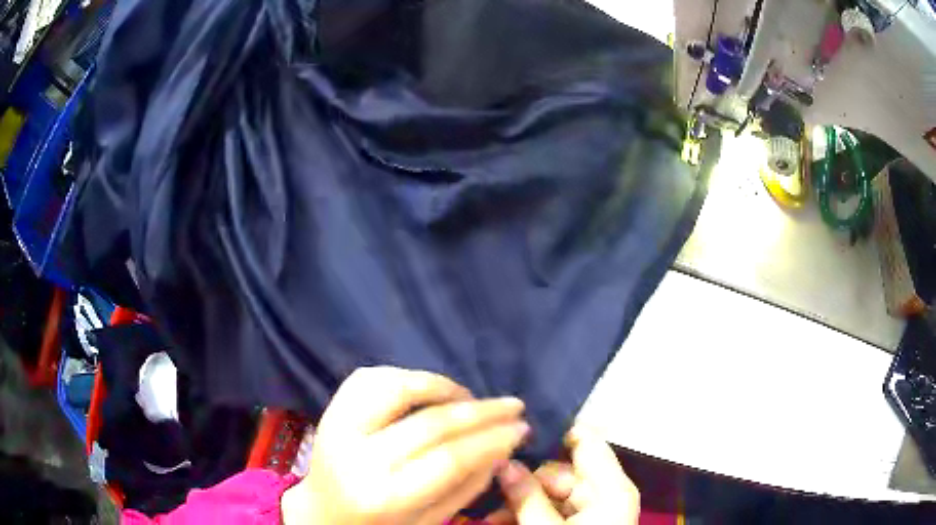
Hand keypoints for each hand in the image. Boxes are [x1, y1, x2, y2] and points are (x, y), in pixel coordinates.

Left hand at [281, 366, 528, 524]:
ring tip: (469, 398)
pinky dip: (404, 376)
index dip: (492, 439)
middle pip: (430, 423)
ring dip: (442, 386)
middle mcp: (356, 458)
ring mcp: (337, 427)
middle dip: (482, 411)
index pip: (450, 459)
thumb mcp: (428, 521)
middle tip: (513, 406)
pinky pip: (369, 377)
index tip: (522, 428)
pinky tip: (426, 389)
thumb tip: (504, 445)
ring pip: (397, 388)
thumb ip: (467, 486)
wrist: (323, 513)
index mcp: (383, 497)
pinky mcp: (330, 410)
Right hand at [488, 426, 638, 523]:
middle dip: (522, 481)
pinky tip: (499, 522)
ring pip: (552, 494)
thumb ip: (525, 496)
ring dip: (519, 502)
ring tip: (486, 514)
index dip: (551, 432)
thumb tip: (501, 461)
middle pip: (561, 471)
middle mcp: (605, 493)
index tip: (512, 431)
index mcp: (611, 488)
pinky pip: (553, 512)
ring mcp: (595, 511)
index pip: (586, 441)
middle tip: (484, 486)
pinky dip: (528, 515)